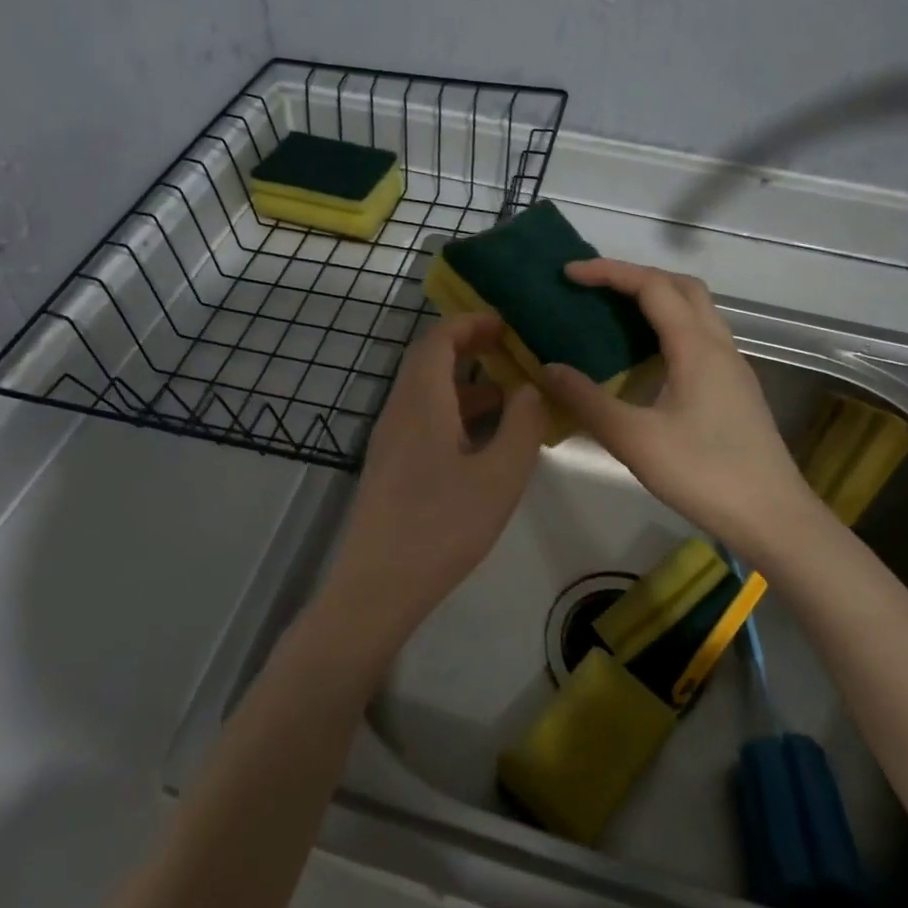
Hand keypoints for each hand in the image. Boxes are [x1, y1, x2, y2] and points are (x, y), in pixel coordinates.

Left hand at [314, 314, 548, 664]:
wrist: (378, 584)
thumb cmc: (443, 526)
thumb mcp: (500, 476)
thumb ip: (522, 425)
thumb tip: (529, 387)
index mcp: (422, 401)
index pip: (439, 339)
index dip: (471, 323)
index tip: (507, 324)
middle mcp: (399, 410)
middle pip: (428, 359)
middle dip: (467, 345)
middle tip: (509, 348)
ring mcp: (390, 438)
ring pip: (425, 390)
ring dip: (462, 380)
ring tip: (506, 391)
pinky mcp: (390, 464)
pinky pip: (421, 417)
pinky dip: (452, 409)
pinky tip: (482, 436)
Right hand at [538, 260, 821, 555]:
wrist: (774, 518)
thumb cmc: (705, 474)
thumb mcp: (635, 440)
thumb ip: (587, 402)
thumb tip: (546, 369)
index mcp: (696, 347)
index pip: (652, 286)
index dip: (609, 272)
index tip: (569, 273)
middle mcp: (719, 345)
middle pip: (681, 287)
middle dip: (636, 276)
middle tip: (594, 288)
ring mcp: (732, 367)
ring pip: (696, 311)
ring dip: (656, 300)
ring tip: (614, 315)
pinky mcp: (735, 388)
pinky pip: (700, 338)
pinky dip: (668, 328)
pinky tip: (645, 360)